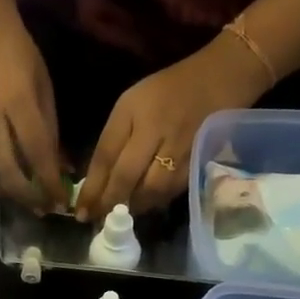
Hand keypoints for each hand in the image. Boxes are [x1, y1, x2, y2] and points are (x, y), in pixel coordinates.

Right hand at [0, 10, 67, 212]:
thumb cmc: (20, 55)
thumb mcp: (43, 87)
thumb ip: (50, 128)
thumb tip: (60, 167)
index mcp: (18, 104)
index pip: (37, 154)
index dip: (50, 182)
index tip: (63, 202)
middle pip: (10, 173)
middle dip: (30, 196)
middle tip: (46, 208)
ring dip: (15, 193)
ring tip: (33, 202)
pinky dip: (2, 179)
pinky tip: (16, 185)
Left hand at [76, 35, 268, 221]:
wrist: (219, 78)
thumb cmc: (166, 90)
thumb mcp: (130, 104)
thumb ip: (113, 139)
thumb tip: (96, 180)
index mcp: (133, 112)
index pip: (106, 156)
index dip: (92, 187)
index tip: (80, 210)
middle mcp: (156, 130)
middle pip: (127, 176)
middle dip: (108, 202)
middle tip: (96, 220)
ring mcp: (180, 148)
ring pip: (151, 190)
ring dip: (132, 207)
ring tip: (118, 215)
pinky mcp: (198, 161)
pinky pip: (171, 191)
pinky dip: (154, 202)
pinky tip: (143, 205)